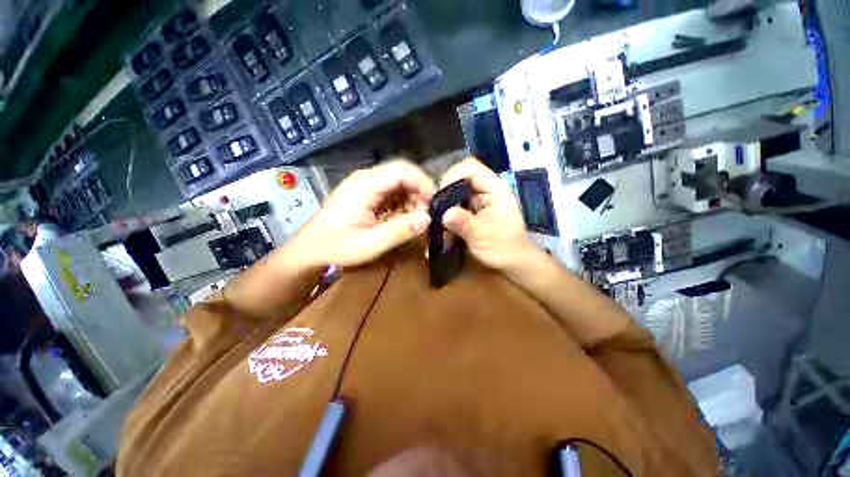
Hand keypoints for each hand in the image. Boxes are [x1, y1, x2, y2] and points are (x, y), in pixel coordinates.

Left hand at [293, 160, 434, 267]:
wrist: (310, 249)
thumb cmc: (336, 247)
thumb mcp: (369, 244)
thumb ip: (399, 231)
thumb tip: (427, 219)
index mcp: (365, 185)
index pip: (402, 170)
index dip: (423, 183)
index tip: (434, 204)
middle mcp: (366, 179)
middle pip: (402, 175)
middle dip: (419, 194)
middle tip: (425, 217)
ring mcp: (365, 185)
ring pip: (399, 183)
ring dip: (412, 200)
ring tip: (415, 221)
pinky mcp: (366, 194)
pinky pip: (392, 193)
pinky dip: (402, 204)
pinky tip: (403, 219)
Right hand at [439, 157, 535, 271]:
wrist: (513, 262)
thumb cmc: (504, 249)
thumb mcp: (483, 237)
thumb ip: (465, 224)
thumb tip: (444, 214)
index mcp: (494, 189)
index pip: (470, 168)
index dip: (452, 177)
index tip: (440, 198)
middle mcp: (485, 189)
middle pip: (458, 178)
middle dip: (443, 193)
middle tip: (433, 211)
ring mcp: (477, 200)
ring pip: (453, 193)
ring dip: (443, 206)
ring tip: (435, 222)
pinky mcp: (471, 210)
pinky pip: (454, 206)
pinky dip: (446, 216)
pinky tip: (442, 230)